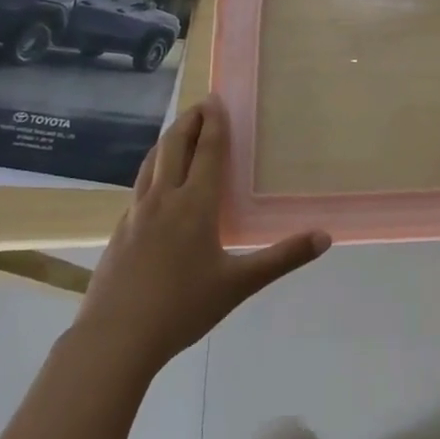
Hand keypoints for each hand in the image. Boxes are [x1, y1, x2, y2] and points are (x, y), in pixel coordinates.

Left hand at [78, 96, 329, 371]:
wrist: (115, 338)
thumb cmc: (182, 307)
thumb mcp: (239, 284)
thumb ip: (282, 258)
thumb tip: (324, 237)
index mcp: (194, 205)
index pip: (206, 152)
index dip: (213, 124)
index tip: (216, 100)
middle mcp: (163, 199)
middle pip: (173, 147)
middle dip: (187, 122)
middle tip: (200, 106)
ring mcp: (135, 215)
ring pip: (150, 164)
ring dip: (166, 142)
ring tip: (177, 134)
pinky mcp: (119, 233)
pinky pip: (138, 189)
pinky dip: (151, 172)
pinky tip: (154, 188)